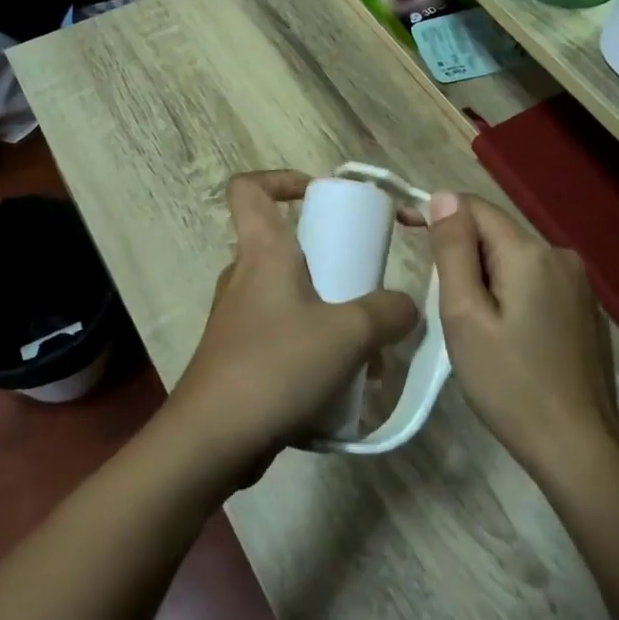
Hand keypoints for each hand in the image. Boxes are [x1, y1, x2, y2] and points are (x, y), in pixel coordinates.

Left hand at [167, 171, 419, 480]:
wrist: (212, 440)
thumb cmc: (276, 366)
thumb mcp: (348, 334)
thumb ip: (388, 312)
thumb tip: (406, 307)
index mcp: (262, 252)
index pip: (249, 188)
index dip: (280, 179)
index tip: (318, 195)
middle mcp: (244, 276)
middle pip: (283, 244)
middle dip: (330, 259)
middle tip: (365, 283)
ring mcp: (238, 318)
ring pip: (290, 295)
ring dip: (329, 311)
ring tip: (369, 348)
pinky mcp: (240, 355)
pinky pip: (284, 333)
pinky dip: (315, 345)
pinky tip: (347, 382)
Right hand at [427, 192, 618, 479]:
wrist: (579, 448)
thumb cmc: (510, 385)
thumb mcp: (465, 316)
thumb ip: (454, 251)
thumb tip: (444, 197)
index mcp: (531, 253)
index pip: (475, 208)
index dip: (438, 213)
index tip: (405, 230)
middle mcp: (561, 256)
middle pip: (497, 234)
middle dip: (463, 254)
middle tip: (442, 302)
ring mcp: (580, 285)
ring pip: (516, 259)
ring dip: (487, 276)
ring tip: (472, 325)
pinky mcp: (587, 310)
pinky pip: (537, 282)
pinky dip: (512, 293)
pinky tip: (508, 336)